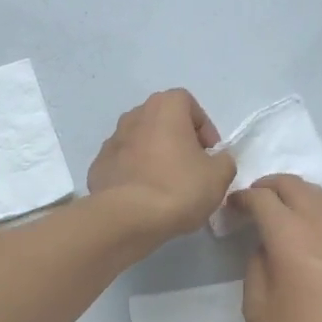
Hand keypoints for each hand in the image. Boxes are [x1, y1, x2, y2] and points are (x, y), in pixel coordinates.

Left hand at [88, 89, 236, 241]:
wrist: (126, 218)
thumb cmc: (178, 187)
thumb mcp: (219, 176)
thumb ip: (223, 161)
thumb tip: (215, 161)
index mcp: (164, 107)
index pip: (188, 103)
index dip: (203, 127)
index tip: (210, 154)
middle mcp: (135, 115)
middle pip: (162, 121)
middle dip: (178, 140)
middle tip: (191, 168)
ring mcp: (112, 140)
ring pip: (141, 142)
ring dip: (155, 156)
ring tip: (167, 185)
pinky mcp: (98, 165)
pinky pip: (124, 164)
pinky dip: (135, 174)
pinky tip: (144, 197)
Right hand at [232, 175, 321, 321]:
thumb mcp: (259, 311)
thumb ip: (255, 270)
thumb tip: (265, 251)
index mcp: (288, 235)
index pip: (262, 198)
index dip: (243, 197)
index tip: (232, 206)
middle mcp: (319, 224)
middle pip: (294, 185)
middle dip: (270, 185)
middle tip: (255, 199)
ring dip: (299, 193)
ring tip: (286, 207)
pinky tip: (320, 234)